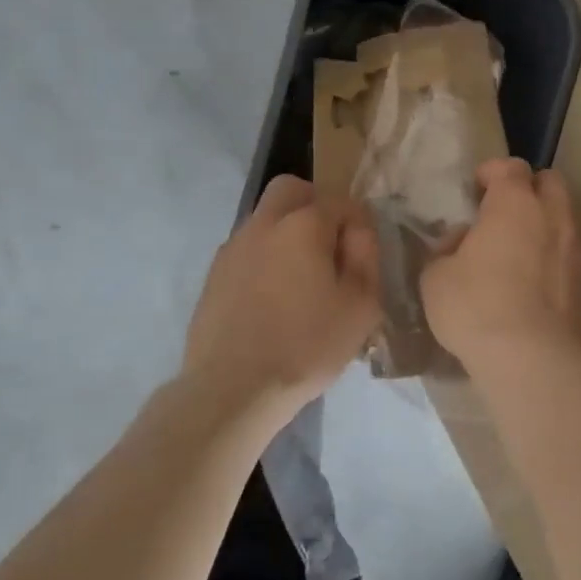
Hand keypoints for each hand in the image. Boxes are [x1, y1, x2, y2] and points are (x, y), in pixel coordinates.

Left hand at [184, 175, 380, 425]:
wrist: (232, 388)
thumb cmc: (306, 346)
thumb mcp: (361, 305)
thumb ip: (366, 256)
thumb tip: (358, 230)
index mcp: (303, 224)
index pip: (341, 202)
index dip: (358, 224)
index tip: (362, 257)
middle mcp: (264, 223)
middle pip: (291, 190)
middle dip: (315, 206)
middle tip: (329, 248)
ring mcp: (233, 247)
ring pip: (266, 219)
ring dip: (287, 233)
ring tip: (301, 280)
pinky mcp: (214, 274)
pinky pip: (248, 249)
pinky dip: (265, 259)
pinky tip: (272, 299)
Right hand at [421, 159, 580, 382]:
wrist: (528, 358)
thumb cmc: (474, 305)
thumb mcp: (436, 275)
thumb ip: (447, 249)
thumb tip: (460, 243)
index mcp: (514, 203)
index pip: (510, 167)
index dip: (491, 173)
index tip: (475, 190)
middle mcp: (552, 216)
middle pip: (550, 182)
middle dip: (529, 189)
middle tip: (503, 212)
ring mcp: (576, 249)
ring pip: (565, 217)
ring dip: (545, 223)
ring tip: (520, 248)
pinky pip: (571, 253)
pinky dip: (555, 256)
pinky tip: (535, 280)